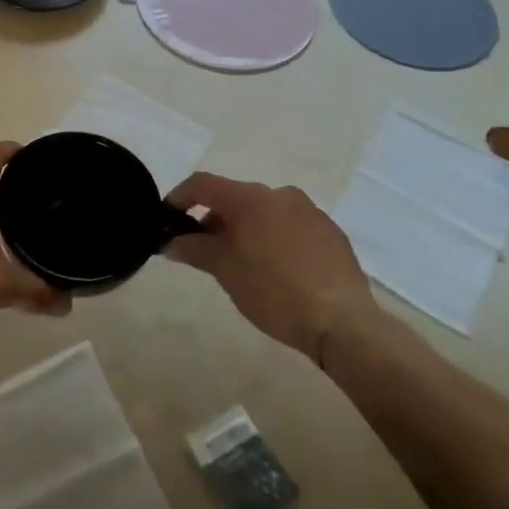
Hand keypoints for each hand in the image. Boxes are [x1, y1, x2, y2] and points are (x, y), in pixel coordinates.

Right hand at [165, 172, 377, 363]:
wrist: (343, 323)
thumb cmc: (273, 290)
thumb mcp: (224, 270)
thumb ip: (192, 248)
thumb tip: (170, 241)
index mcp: (250, 197)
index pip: (202, 184)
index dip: (179, 197)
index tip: (166, 219)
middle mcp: (280, 194)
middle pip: (234, 198)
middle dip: (213, 219)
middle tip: (202, 249)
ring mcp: (310, 212)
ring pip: (264, 212)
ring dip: (244, 230)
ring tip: (239, 263)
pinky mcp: (331, 234)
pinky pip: (290, 227)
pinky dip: (273, 239)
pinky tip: (275, 271)